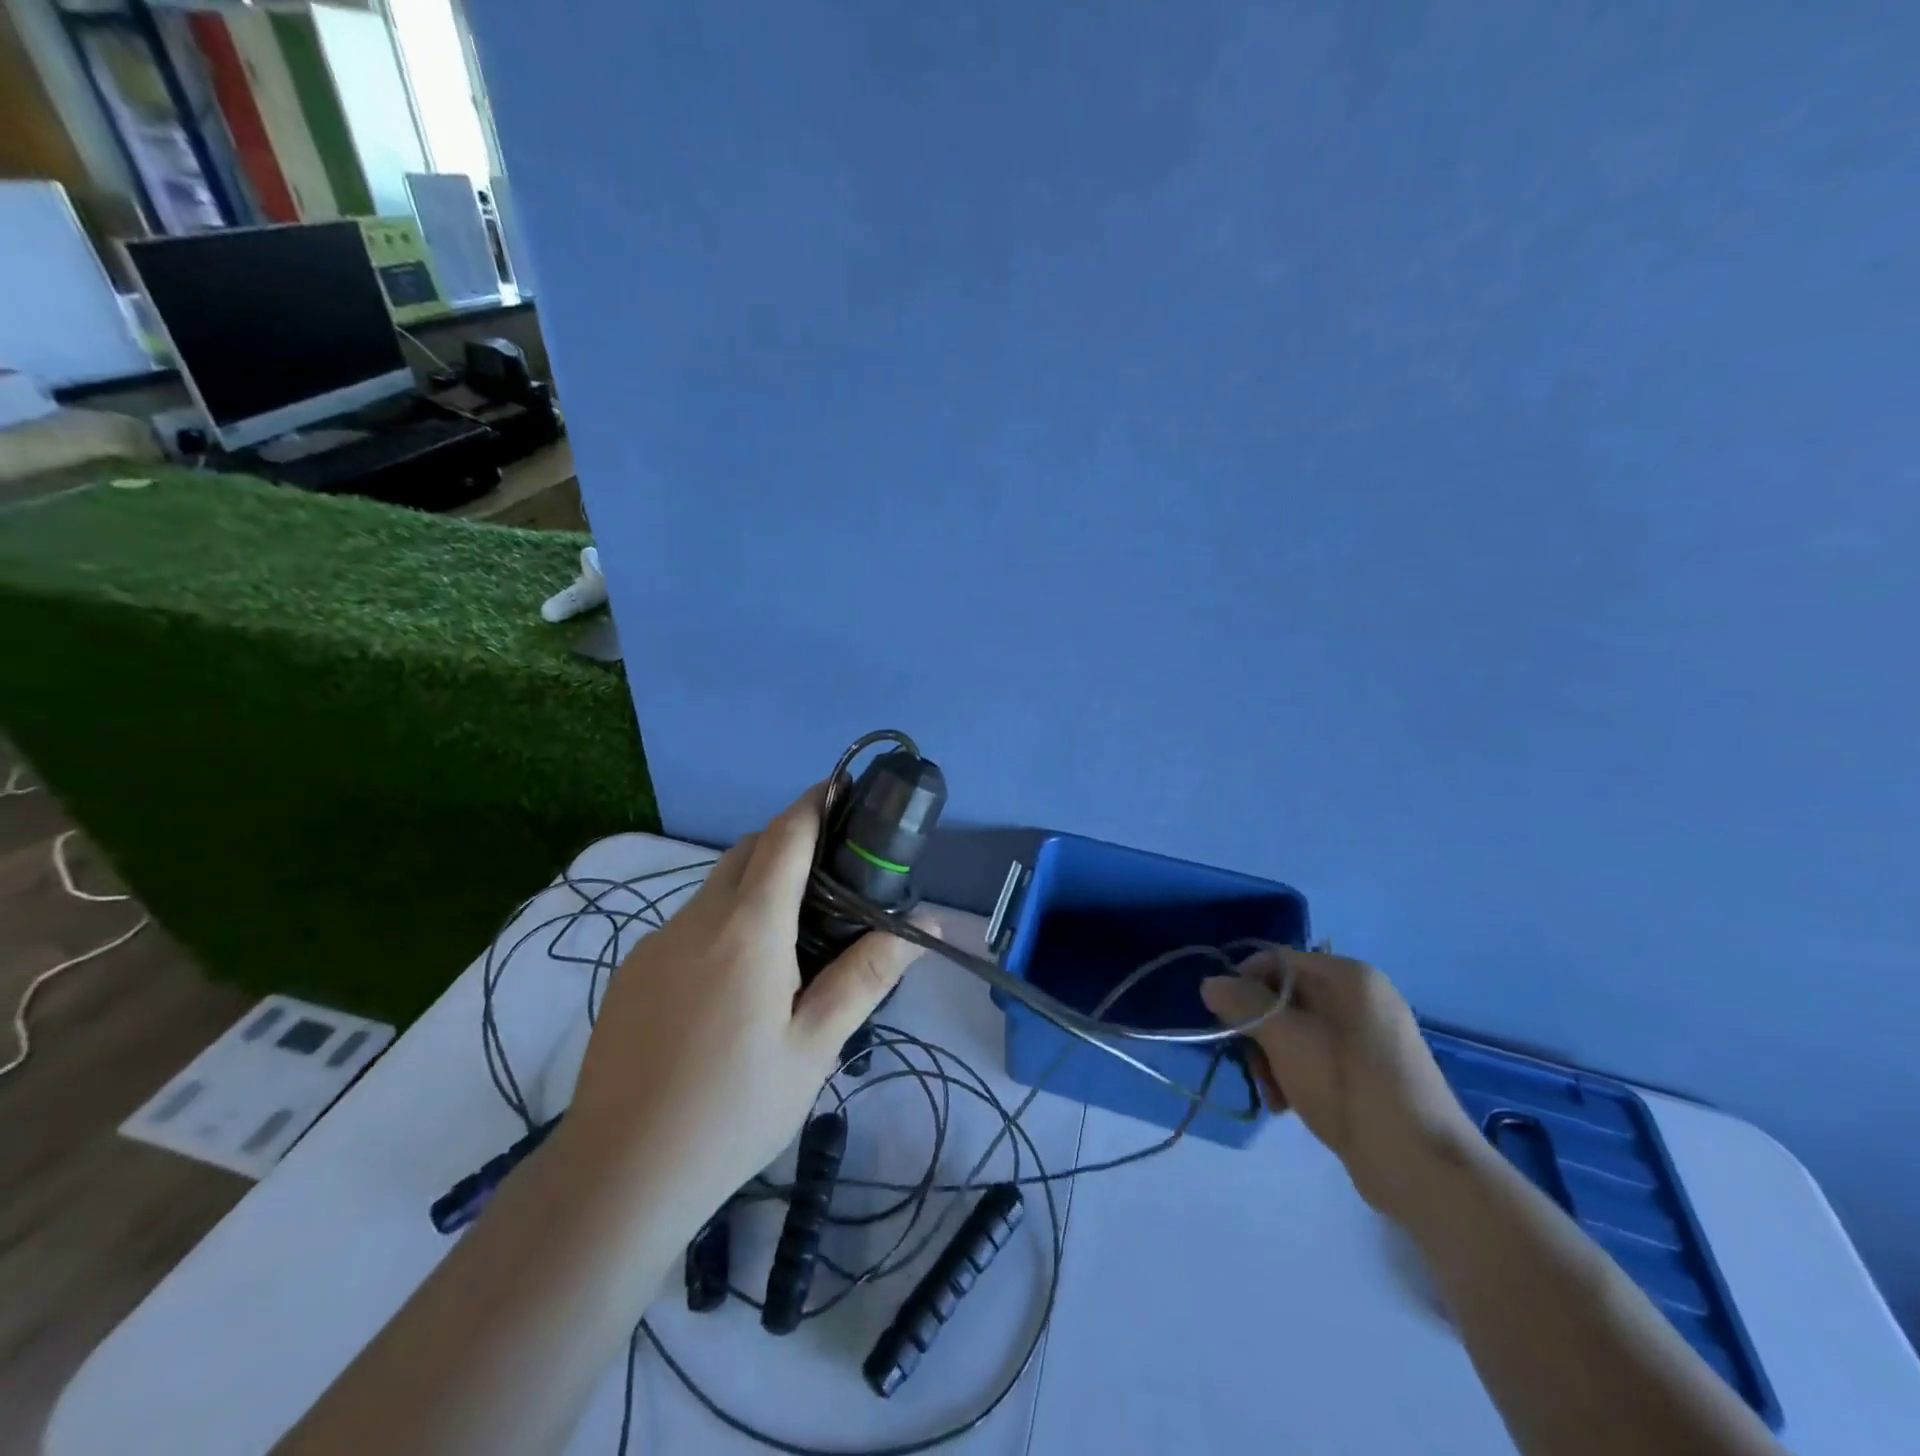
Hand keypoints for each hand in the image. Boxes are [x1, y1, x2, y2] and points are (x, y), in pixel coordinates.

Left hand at [561, 786, 924, 1242]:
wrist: (617, 1175)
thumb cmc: (733, 1110)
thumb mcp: (815, 1046)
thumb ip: (867, 975)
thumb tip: (925, 924)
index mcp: (748, 929)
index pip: (784, 838)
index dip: (814, 803)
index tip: (842, 787)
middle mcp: (697, 919)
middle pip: (747, 851)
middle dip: (788, 840)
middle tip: (832, 873)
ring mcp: (656, 943)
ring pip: (715, 886)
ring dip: (755, 884)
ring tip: (792, 935)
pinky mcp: (633, 971)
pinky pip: (689, 922)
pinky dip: (723, 920)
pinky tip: (736, 980)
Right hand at [1201, 949, 1482, 1222]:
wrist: (1424, 1169)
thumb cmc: (1352, 1089)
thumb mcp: (1287, 1040)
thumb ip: (1244, 1005)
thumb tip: (1209, 982)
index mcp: (1348, 977)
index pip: (1276, 960)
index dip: (1244, 984)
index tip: (1224, 1020)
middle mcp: (1360, 997)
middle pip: (1284, 997)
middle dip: (1259, 1031)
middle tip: (1253, 1067)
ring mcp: (1368, 1035)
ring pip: (1296, 1030)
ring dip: (1273, 1059)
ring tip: (1274, 1096)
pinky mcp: (1370, 1070)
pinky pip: (1316, 1055)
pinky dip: (1296, 1074)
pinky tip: (1291, 1105)